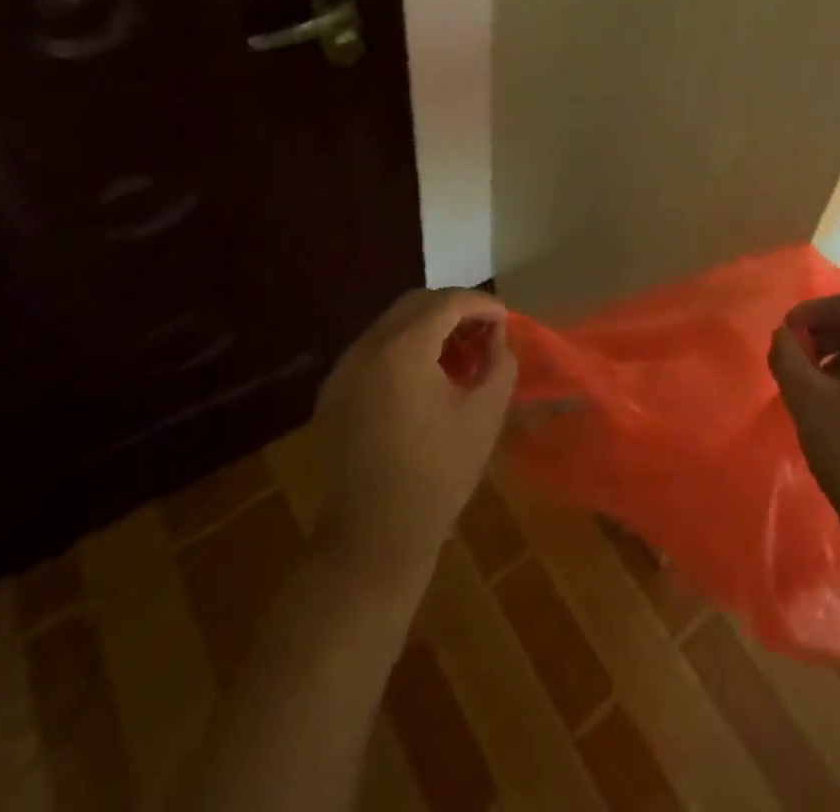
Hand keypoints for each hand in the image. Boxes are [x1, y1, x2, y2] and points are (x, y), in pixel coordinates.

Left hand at [312, 289, 516, 575]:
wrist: (373, 538)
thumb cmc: (439, 473)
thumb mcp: (486, 412)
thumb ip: (499, 361)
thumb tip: (495, 336)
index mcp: (402, 350)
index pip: (448, 302)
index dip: (482, 304)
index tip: (505, 319)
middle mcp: (366, 348)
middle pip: (416, 303)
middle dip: (455, 309)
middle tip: (484, 332)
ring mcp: (344, 370)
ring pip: (393, 324)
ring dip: (429, 327)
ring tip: (459, 354)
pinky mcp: (334, 392)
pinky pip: (375, 350)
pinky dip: (405, 348)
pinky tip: (426, 377)